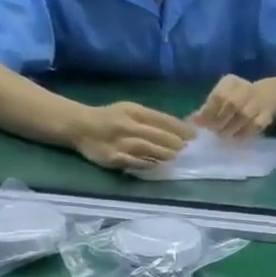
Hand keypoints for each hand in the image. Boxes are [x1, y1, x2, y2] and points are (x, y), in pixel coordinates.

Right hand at [70, 101, 193, 169]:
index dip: (182, 129)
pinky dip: (150, 164)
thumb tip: (182, 130)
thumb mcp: (131, 110)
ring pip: (149, 149)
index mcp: (134, 111)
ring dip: (166, 154)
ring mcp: (120, 142)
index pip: (164, 119)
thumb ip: (153, 119)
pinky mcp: (113, 157)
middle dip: (178, 144)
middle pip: (159, 135)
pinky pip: (135, 162)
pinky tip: (159, 165)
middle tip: (191, 151)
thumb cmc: (111, 118)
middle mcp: (128, 125)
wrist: (79, 126)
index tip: (196, 136)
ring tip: (179, 158)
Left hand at [191, 75, 275, 139]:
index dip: (208, 111)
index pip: (218, 96)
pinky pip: (255, 126)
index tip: (200, 124)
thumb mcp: (222, 95)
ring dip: (230, 129)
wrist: (268, 96)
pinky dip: (244, 133)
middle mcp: (246, 89)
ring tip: (223, 135)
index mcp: (231, 82)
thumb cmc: (237, 98)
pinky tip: (236, 137)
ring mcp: (258, 103)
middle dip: (219, 121)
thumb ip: (207, 107)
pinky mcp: (266, 116)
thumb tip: (191, 121)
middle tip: (212, 131)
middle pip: (231, 105)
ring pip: (243, 117)